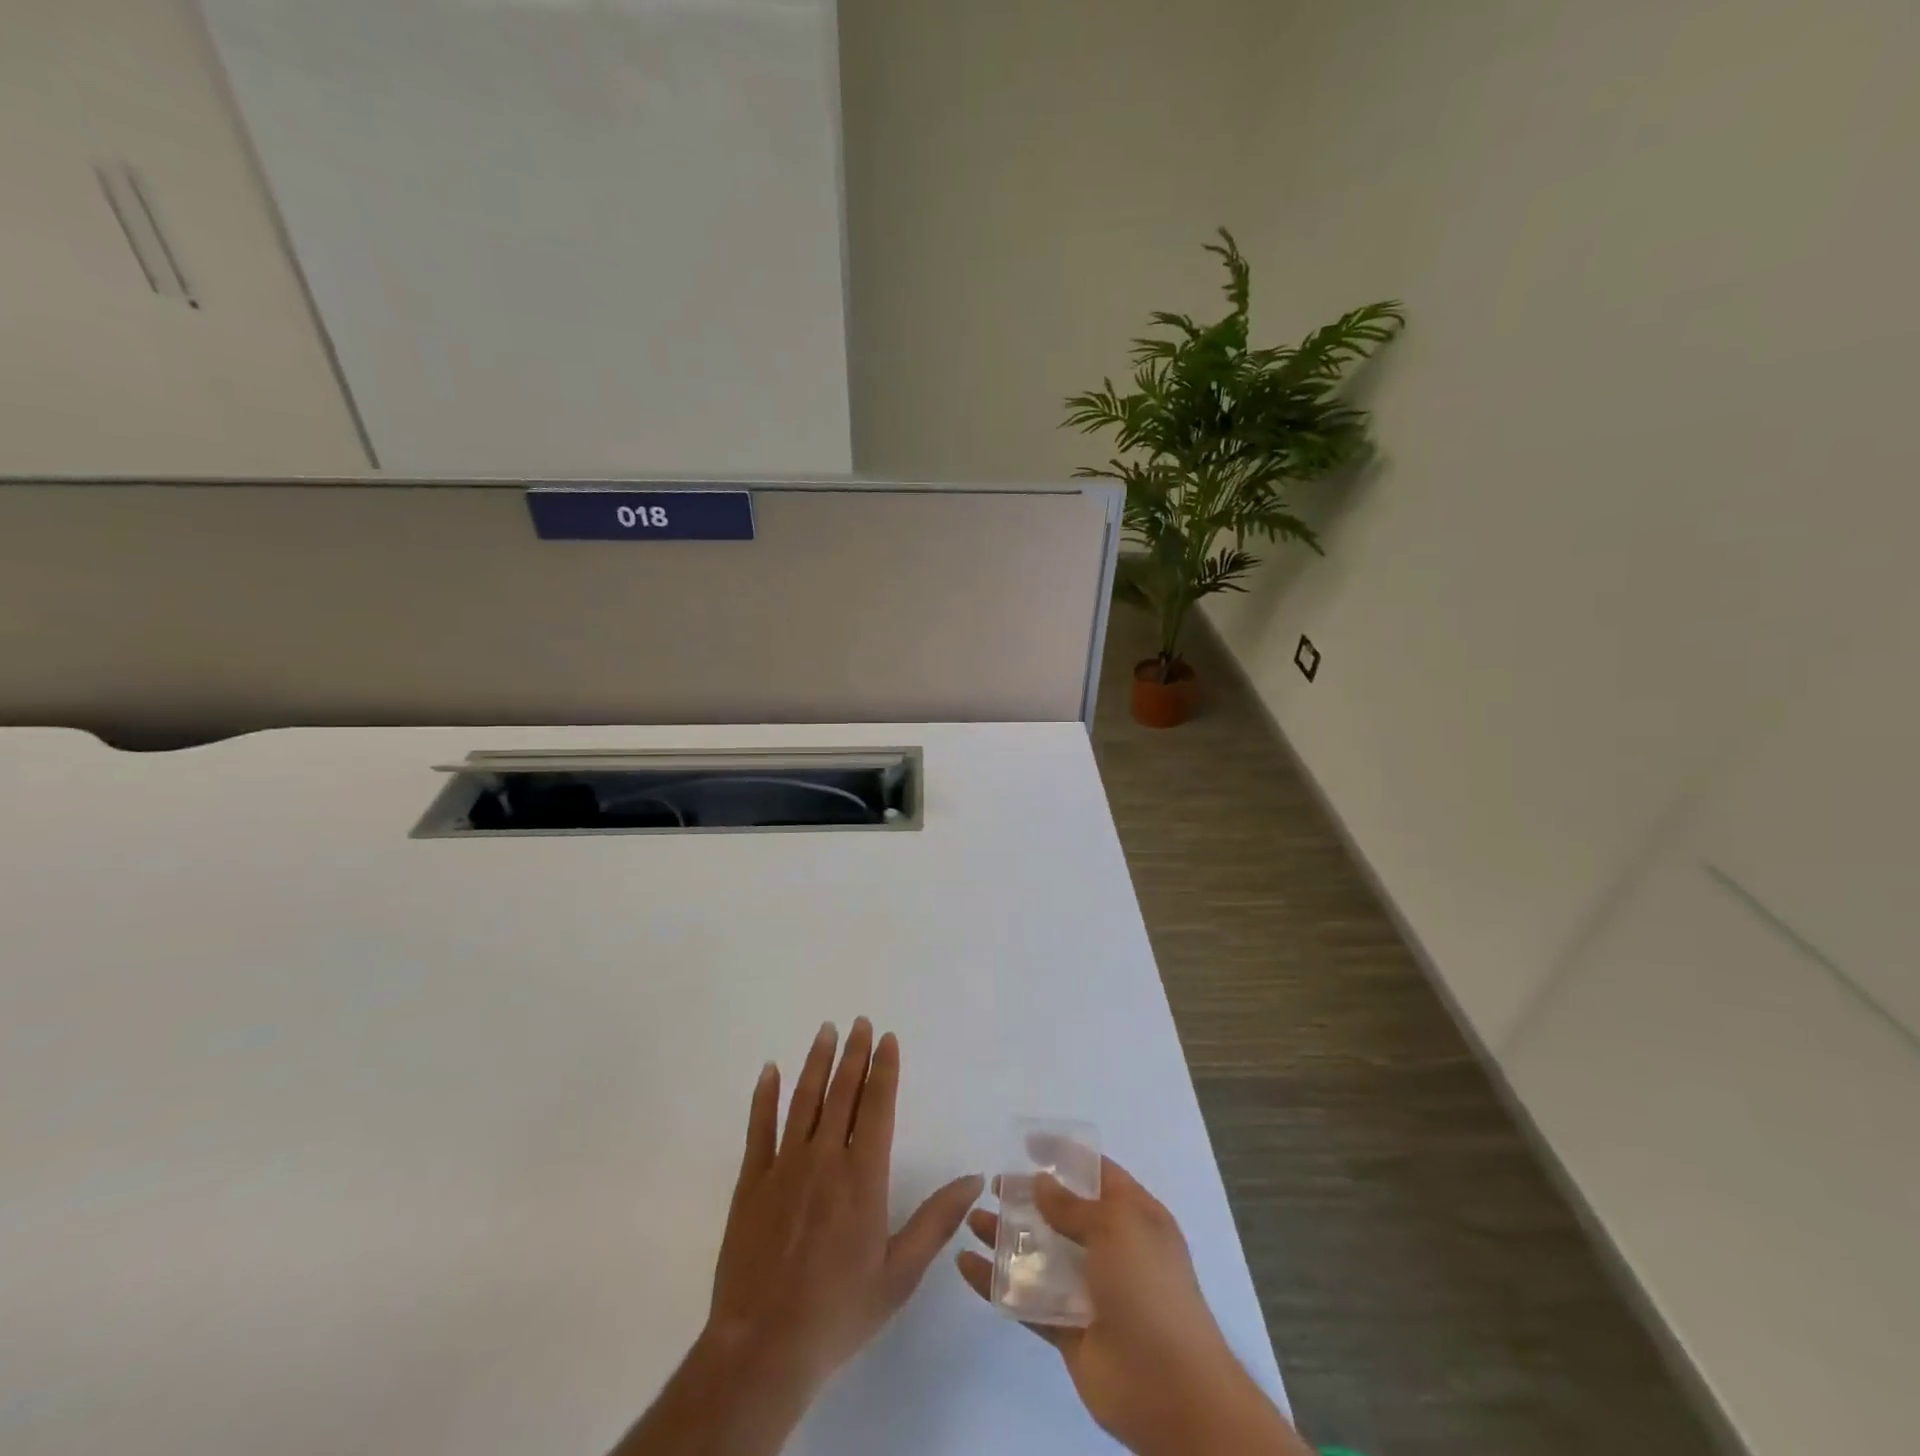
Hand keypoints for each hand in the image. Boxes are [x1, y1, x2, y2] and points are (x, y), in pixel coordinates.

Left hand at [615, 1019, 981, 1455]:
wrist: (764, 1348)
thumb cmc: (840, 1311)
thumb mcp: (900, 1273)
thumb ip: (937, 1221)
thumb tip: (975, 1178)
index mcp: (863, 1176)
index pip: (877, 1106)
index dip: (884, 1069)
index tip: (887, 1039)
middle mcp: (825, 1158)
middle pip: (842, 1093)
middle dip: (854, 1054)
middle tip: (860, 1022)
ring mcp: (785, 1166)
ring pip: (804, 1100)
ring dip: (817, 1062)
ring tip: (826, 1031)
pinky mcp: (752, 1181)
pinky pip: (759, 1127)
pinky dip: (764, 1096)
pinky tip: (769, 1070)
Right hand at [956, 1155, 1309, 1455]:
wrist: (1170, 1390)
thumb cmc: (1150, 1289)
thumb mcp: (1118, 1227)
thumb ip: (1074, 1205)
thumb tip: (1041, 1182)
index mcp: (1134, 1216)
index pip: (1096, 1173)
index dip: (1063, 1154)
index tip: (1026, 1144)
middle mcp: (1112, 1248)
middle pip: (1062, 1212)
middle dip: (1027, 1196)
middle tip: (993, 1185)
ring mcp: (1088, 1290)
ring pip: (1040, 1253)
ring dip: (1006, 1237)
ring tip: (972, 1220)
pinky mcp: (1066, 1328)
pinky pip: (1026, 1298)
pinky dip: (996, 1283)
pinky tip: (967, 1265)